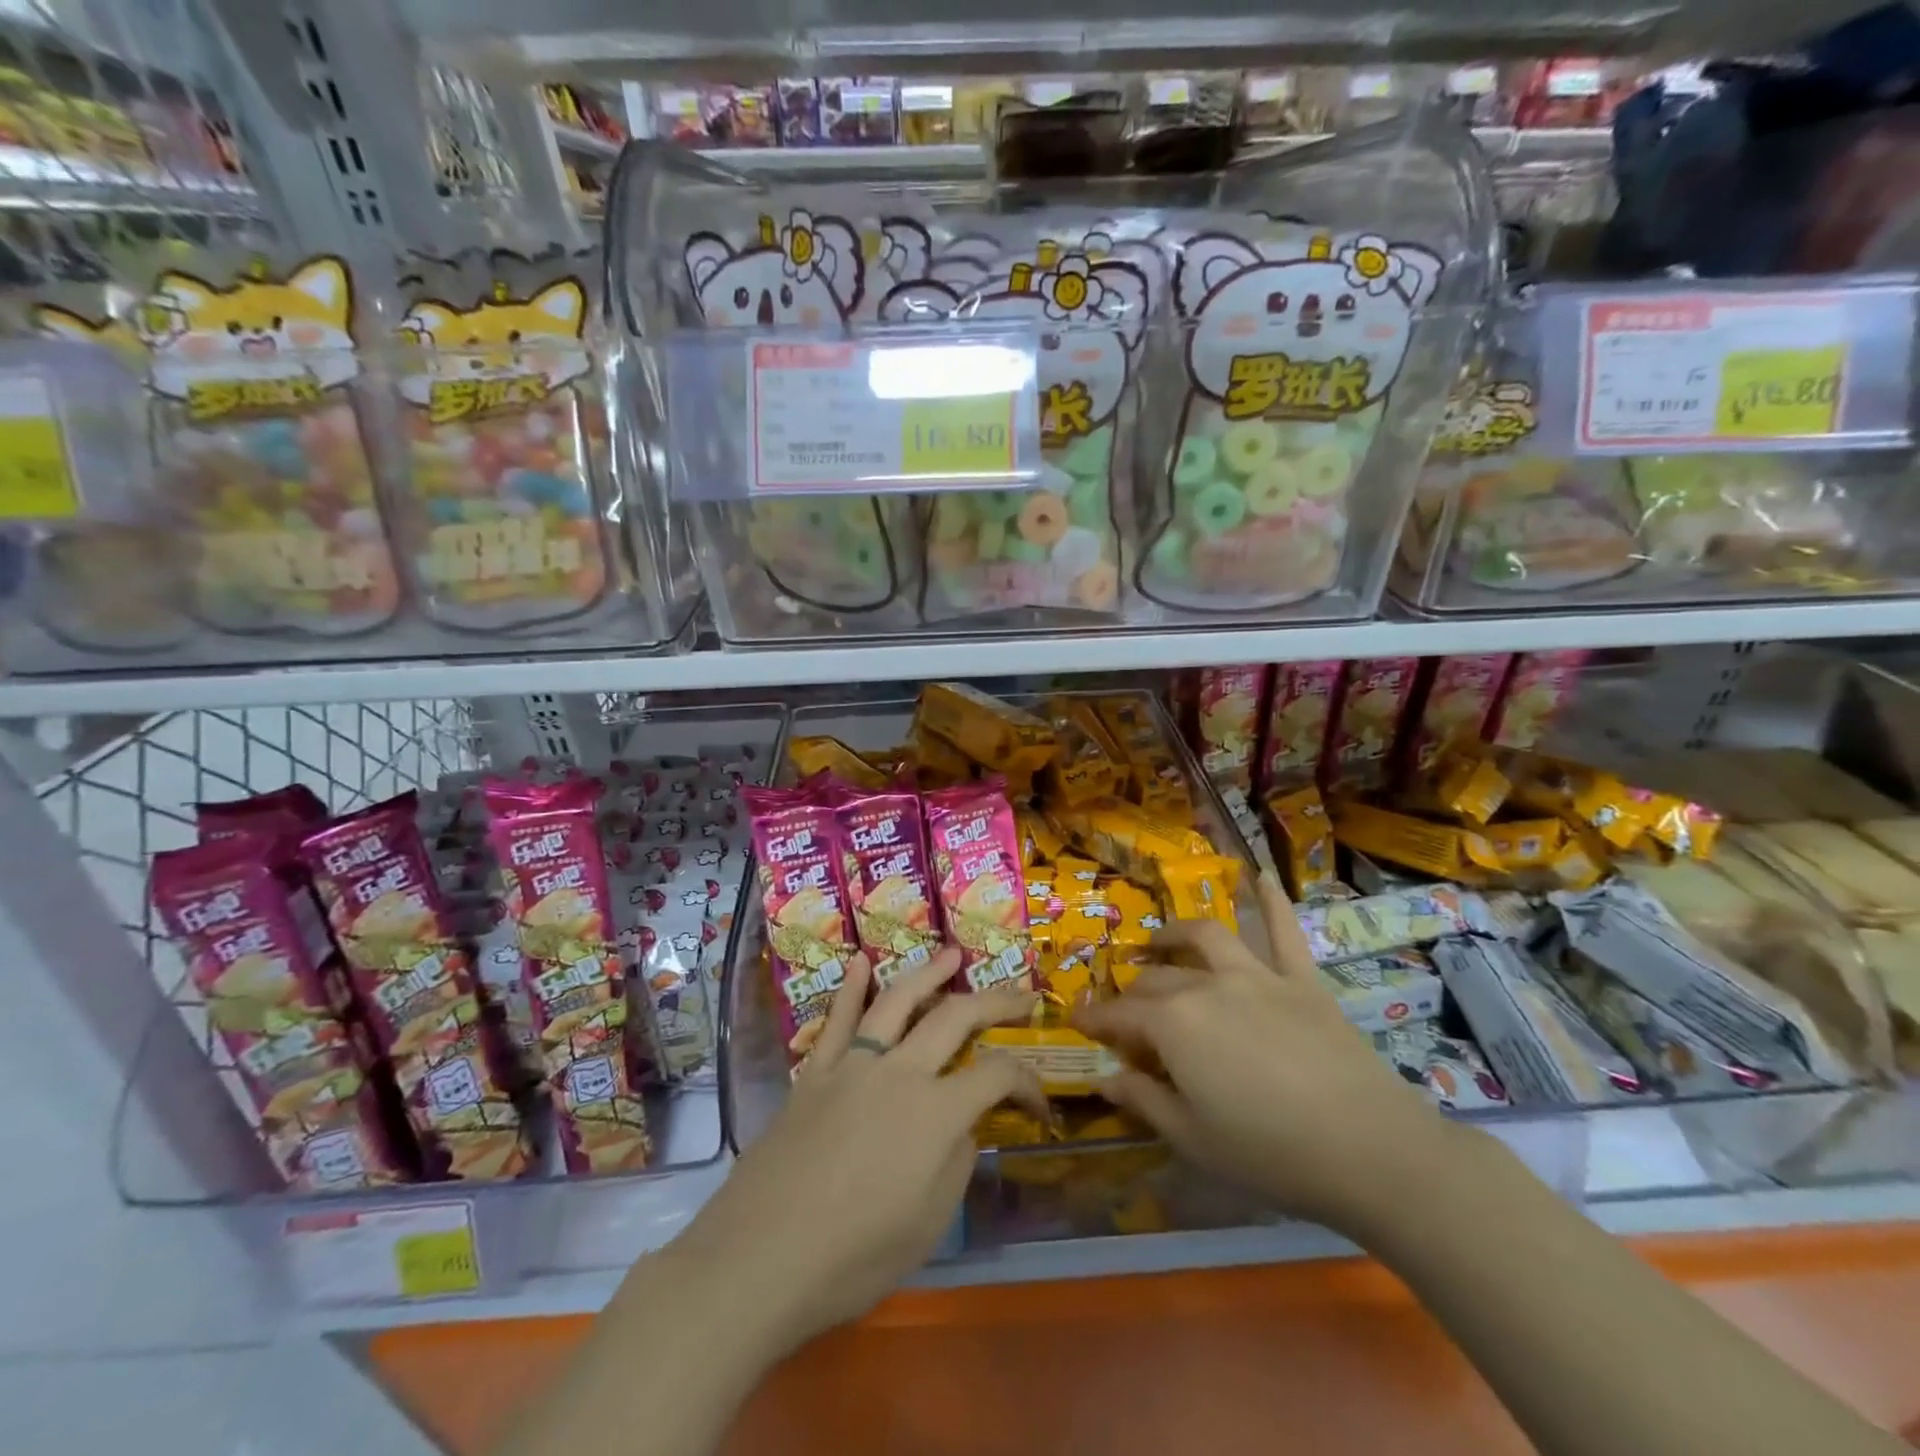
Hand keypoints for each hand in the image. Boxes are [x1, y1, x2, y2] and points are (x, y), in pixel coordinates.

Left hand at [675, 948, 1041, 1355]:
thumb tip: (963, 1126)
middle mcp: (900, 1072)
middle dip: (995, 1002)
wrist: (760, 1259)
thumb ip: (956, 1163)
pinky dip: (850, 989)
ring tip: (952, 954)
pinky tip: (859, 962)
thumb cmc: (854, 1257)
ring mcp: (853, 1066)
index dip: (1027, 1081)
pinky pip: (837, 1021)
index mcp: (936, 1112)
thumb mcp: (929, 1224)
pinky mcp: (814, 1073)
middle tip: (1020, 992)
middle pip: (955, 1018)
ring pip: (897, 1002)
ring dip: (929, 973)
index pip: (996, 1075)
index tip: (1040, 1102)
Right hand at [1073, 873, 1455, 1236]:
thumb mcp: (1193, 1139)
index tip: (1076, 1021)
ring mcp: (1257, 976)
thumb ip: (1143, 1100)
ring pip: (1206, 938)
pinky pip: (1284, 931)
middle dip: (1133, 993)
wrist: (1372, 1151)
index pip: (1121, 1015)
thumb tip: (1104, 1077)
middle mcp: (1207, 986)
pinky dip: (1272, 901)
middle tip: (1127, 1012)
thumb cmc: (1271, 1153)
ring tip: (1160, 939)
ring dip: (1176, 934)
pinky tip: (1262, 876)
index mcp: (1174, 1025)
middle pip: (1158, 979)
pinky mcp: (1301, 979)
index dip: (1096, 1019)